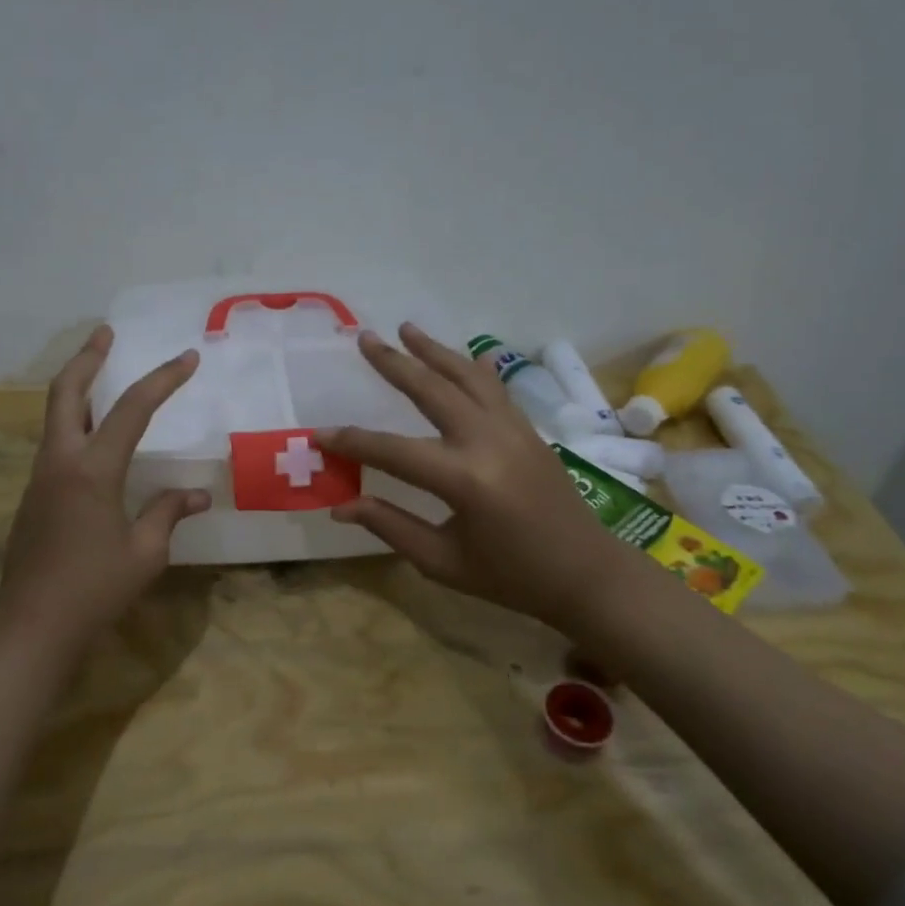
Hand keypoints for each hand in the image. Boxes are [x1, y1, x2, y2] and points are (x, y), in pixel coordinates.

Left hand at [0, 325, 210, 646]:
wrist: (31, 628)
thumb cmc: (94, 590)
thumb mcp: (145, 553)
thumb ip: (168, 514)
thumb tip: (198, 495)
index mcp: (92, 470)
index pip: (132, 409)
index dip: (163, 380)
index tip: (188, 358)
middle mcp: (60, 462)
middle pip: (66, 392)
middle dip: (87, 359)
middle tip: (105, 334)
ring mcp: (40, 479)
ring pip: (55, 417)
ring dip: (77, 389)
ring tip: (101, 375)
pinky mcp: (33, 498)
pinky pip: (55, 445)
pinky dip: (75, 424)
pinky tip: (94, 440)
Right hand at [323, 325, 635, 626]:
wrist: (585, 573)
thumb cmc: (510, 577)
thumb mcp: (443, 562)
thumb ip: (390, 526)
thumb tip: (340, 505)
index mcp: (464, 479)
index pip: (392, 451)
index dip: (351, 442)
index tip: (318, 434)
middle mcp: (487, 441)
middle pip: (431, 390)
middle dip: (394, 364)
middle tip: (364, 339)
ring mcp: (513, 429)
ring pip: (466, 377)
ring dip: (434, 351)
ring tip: (406, 328)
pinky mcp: (528, 429)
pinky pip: (495, 388)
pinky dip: (473, 368)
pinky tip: (463, 356)